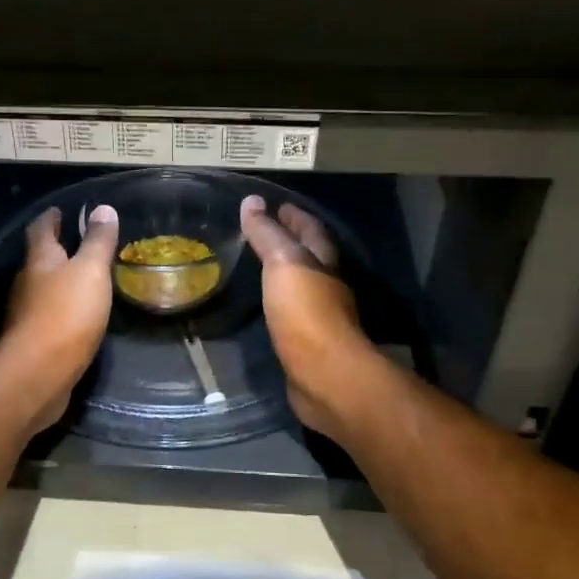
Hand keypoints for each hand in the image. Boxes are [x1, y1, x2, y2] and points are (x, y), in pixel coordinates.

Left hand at [1, 203, 119, 429]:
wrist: (39, 373)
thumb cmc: (66, 313)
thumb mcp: (90, 272)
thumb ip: (98, 242)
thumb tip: (103, 208)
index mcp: (39, 260)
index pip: (41, 230)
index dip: (50, 218)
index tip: (58, 210)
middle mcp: (27, 283)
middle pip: (39, 260)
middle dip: (55, 250)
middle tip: (75, 243)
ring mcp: (26, 314)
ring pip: (42, 289)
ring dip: (58, 282)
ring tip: (81, 278)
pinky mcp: (33, 342)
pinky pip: (48, 316)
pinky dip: (61, 310)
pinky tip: (77, 316)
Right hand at [240, 196, 379, 438]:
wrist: (324, 377)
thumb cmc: (306, 313)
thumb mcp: (284, 264)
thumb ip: (267, 235)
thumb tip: (252, 201)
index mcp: (323, 264)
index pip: (312, 231)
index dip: (296, 217)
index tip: (278, 205)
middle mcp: (327, 288)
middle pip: (312, 259)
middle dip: (292, 244)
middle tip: (265, 233)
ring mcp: (319, 320)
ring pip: (302, 288)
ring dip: (285, 276)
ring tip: (258, 268)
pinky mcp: (307, 347)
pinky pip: (291, 317)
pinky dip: (279, 306)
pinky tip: (264, 309)